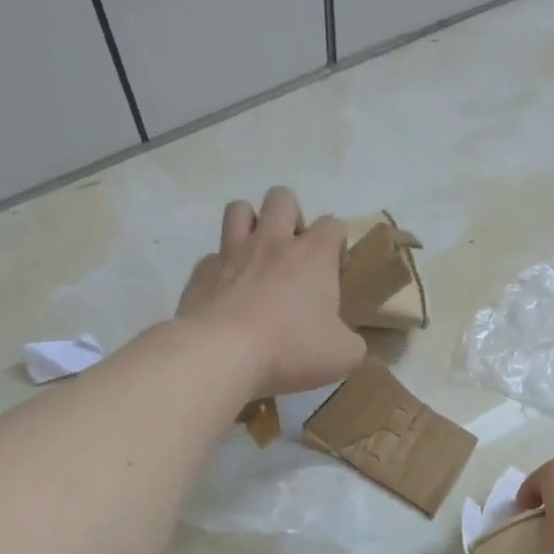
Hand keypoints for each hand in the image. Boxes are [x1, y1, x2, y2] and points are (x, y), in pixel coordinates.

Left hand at [176, 187, 367, 399]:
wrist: (222, 353)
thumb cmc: (291, 348)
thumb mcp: (343, 355)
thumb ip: (352, 343)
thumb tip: (347, 343)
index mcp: (313, 255)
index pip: (333, 225)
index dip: (337, 243)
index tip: (335, 272)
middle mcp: (272, 242)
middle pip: (282, 198)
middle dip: (291, 216)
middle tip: (294, 254)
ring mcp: (232, 253)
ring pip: (239, 209)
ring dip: (250, 224)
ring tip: (256, 256)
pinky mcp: (202, 272)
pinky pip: (212, 256)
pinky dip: (221, 269)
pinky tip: (226, 293)